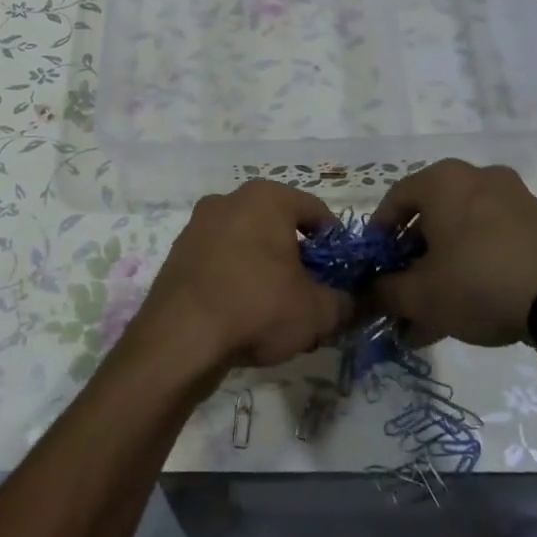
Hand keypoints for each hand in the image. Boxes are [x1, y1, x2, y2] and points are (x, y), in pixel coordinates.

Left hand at [123, 180, 351, 375]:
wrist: (179, 339)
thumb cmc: (257, 307)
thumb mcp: (318, 311)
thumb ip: (347, 302)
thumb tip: (359, 302)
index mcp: (267, 197)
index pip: (317, 212)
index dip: (336, 246)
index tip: (341, 278)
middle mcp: (229, 200)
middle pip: (280, 228)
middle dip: (299, 260)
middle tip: (311, 297)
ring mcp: (198, 225)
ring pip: (249, 245)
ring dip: (267, 271)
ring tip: (277, 314)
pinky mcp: (178, 254)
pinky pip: (222, 261)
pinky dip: (237, 280)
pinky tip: (243, 316)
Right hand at [368, 160, 536, 347]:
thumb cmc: (479, 281)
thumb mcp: (420, 294)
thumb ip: (384, 291)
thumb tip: (368, 292)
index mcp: (442, 180)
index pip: (395, 200)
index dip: (378, 236)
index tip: (374, 267)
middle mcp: (477, 177)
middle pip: (430, 220)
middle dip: (412, 263)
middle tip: (403, 296)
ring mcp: (514, 199)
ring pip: (462, 236)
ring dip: (442, 272)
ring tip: (431, 318)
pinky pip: (492, 243)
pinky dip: (474, 270)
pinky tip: (467, 311)